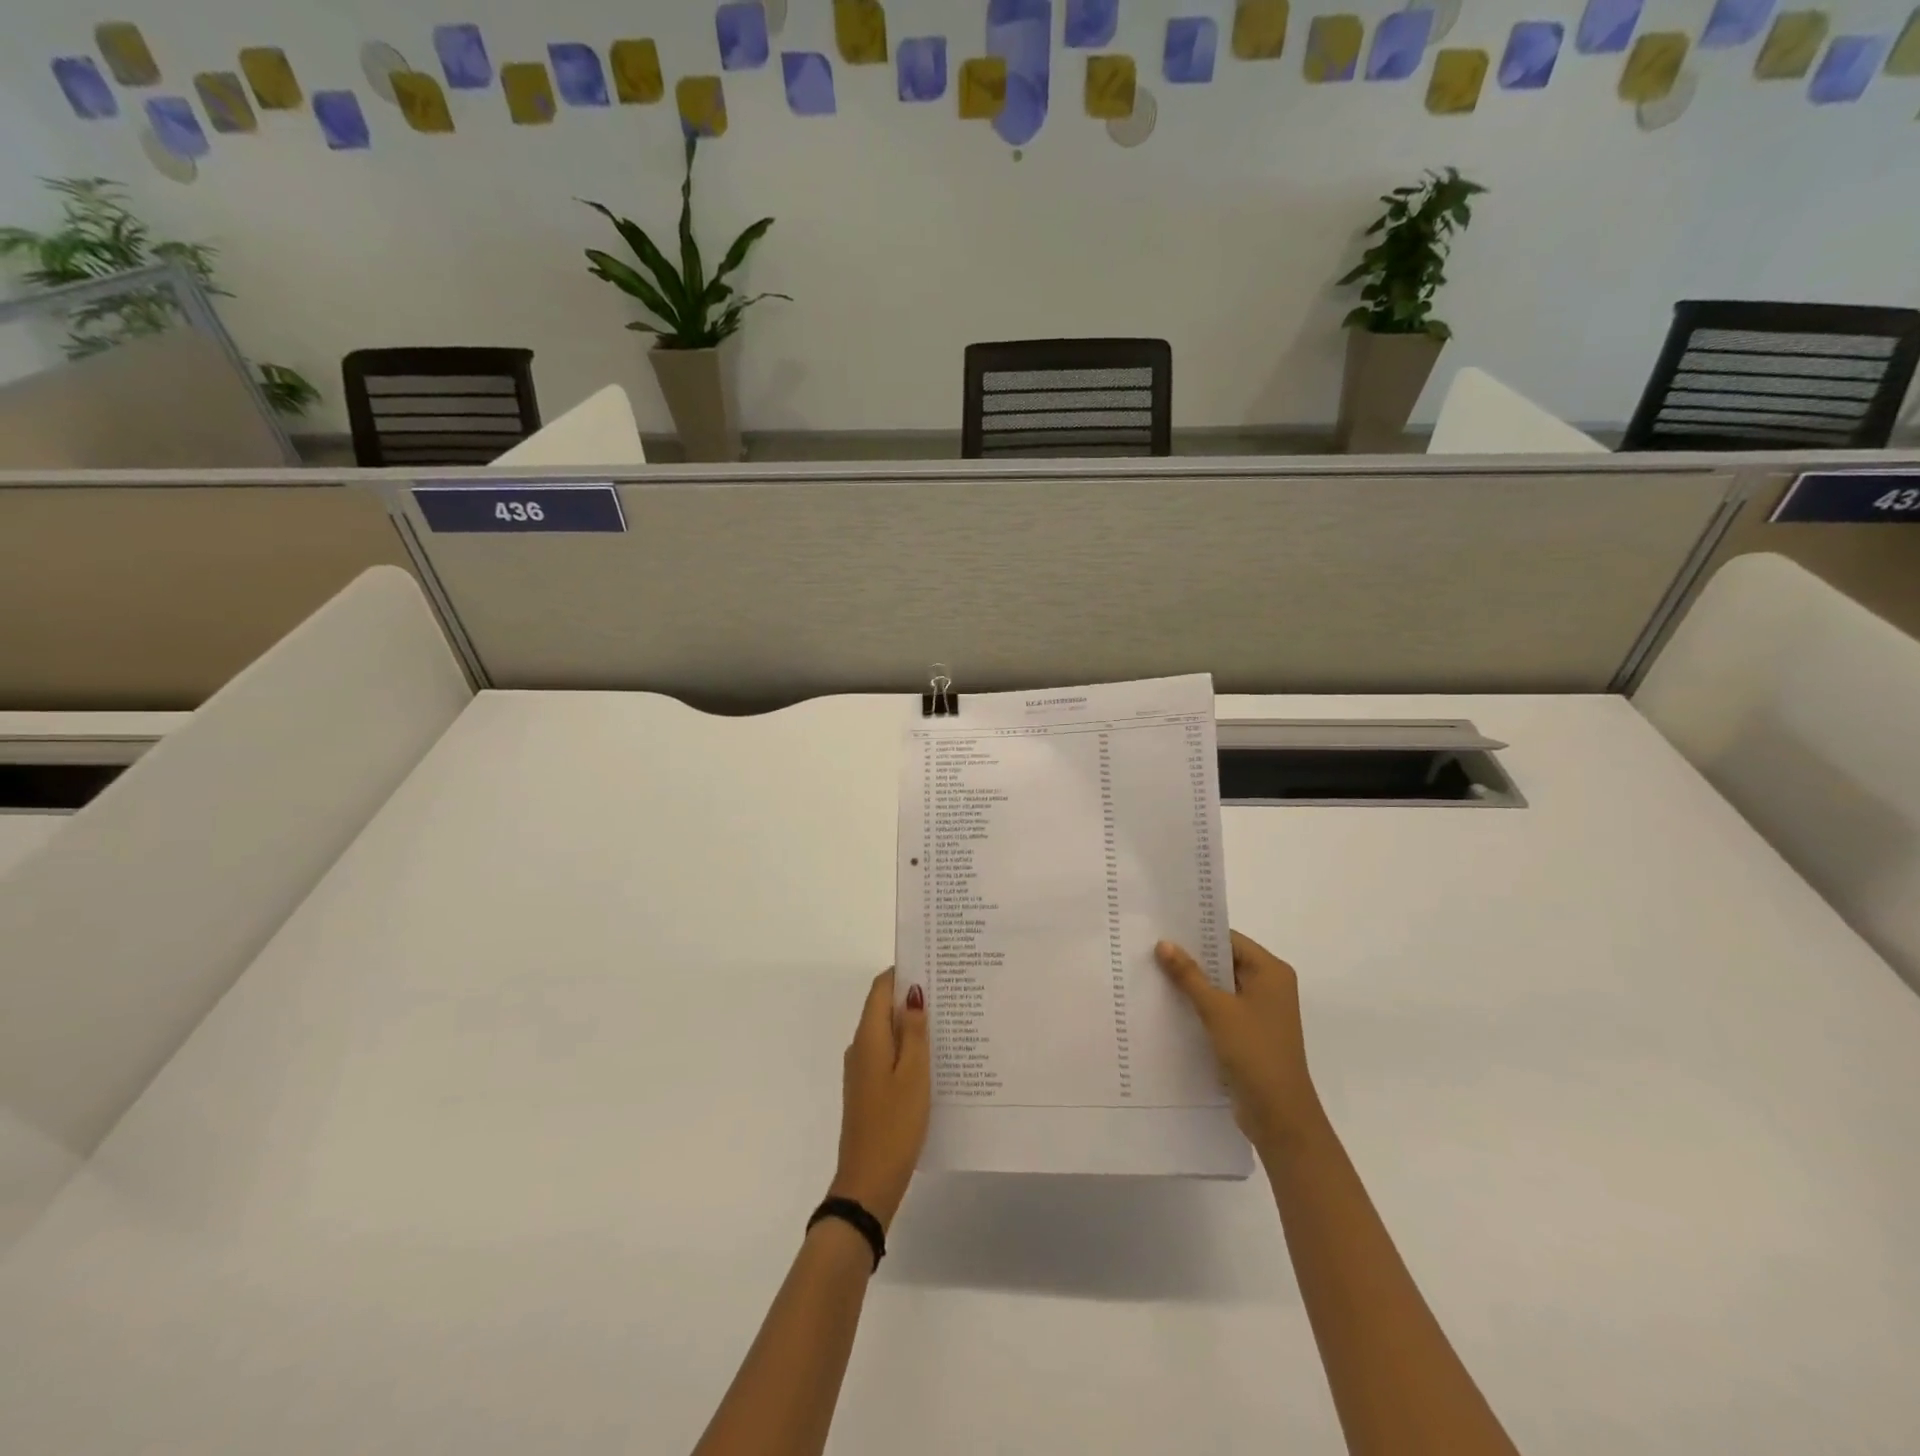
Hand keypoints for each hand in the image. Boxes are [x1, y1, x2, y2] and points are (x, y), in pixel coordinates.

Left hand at [828, 970, 929, 1232]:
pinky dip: (907, 1048)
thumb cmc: (894, 1124)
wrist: (867, 1183)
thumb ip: (913, 1032)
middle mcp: (860, 1048)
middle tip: (950, 991)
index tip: (933, 964)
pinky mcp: (868, 1090)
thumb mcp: (913, 1074)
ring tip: (949, 1020)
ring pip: (887, 1033)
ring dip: (911, 1024)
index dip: (903, 972)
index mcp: (868, 1038)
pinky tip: (934, 1058)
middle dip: (912, 996)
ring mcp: (862, 1071)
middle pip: (883, 1008)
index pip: (880, 988)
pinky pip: (888, 1055)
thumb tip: (912, 993)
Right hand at [1156, 931, 1323, 1153]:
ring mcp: (1261, 1011)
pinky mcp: (1251, 1033)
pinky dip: (1200, 1004)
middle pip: (1225, 961)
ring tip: (1154, 972)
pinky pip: (1222, 1008)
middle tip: (1152, 948)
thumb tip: (1164, 943)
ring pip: (1221, 986)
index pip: (1230, 939)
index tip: (1163, 929)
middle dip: (1192, 958)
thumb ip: (1189, 975)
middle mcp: (1270, 986)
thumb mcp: (1217, 1009)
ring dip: (1193, 982)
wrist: (1279, 1115)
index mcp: (1271, 972)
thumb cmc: (1254, 1052)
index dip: (1198, 934)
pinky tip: (1170, 1004)